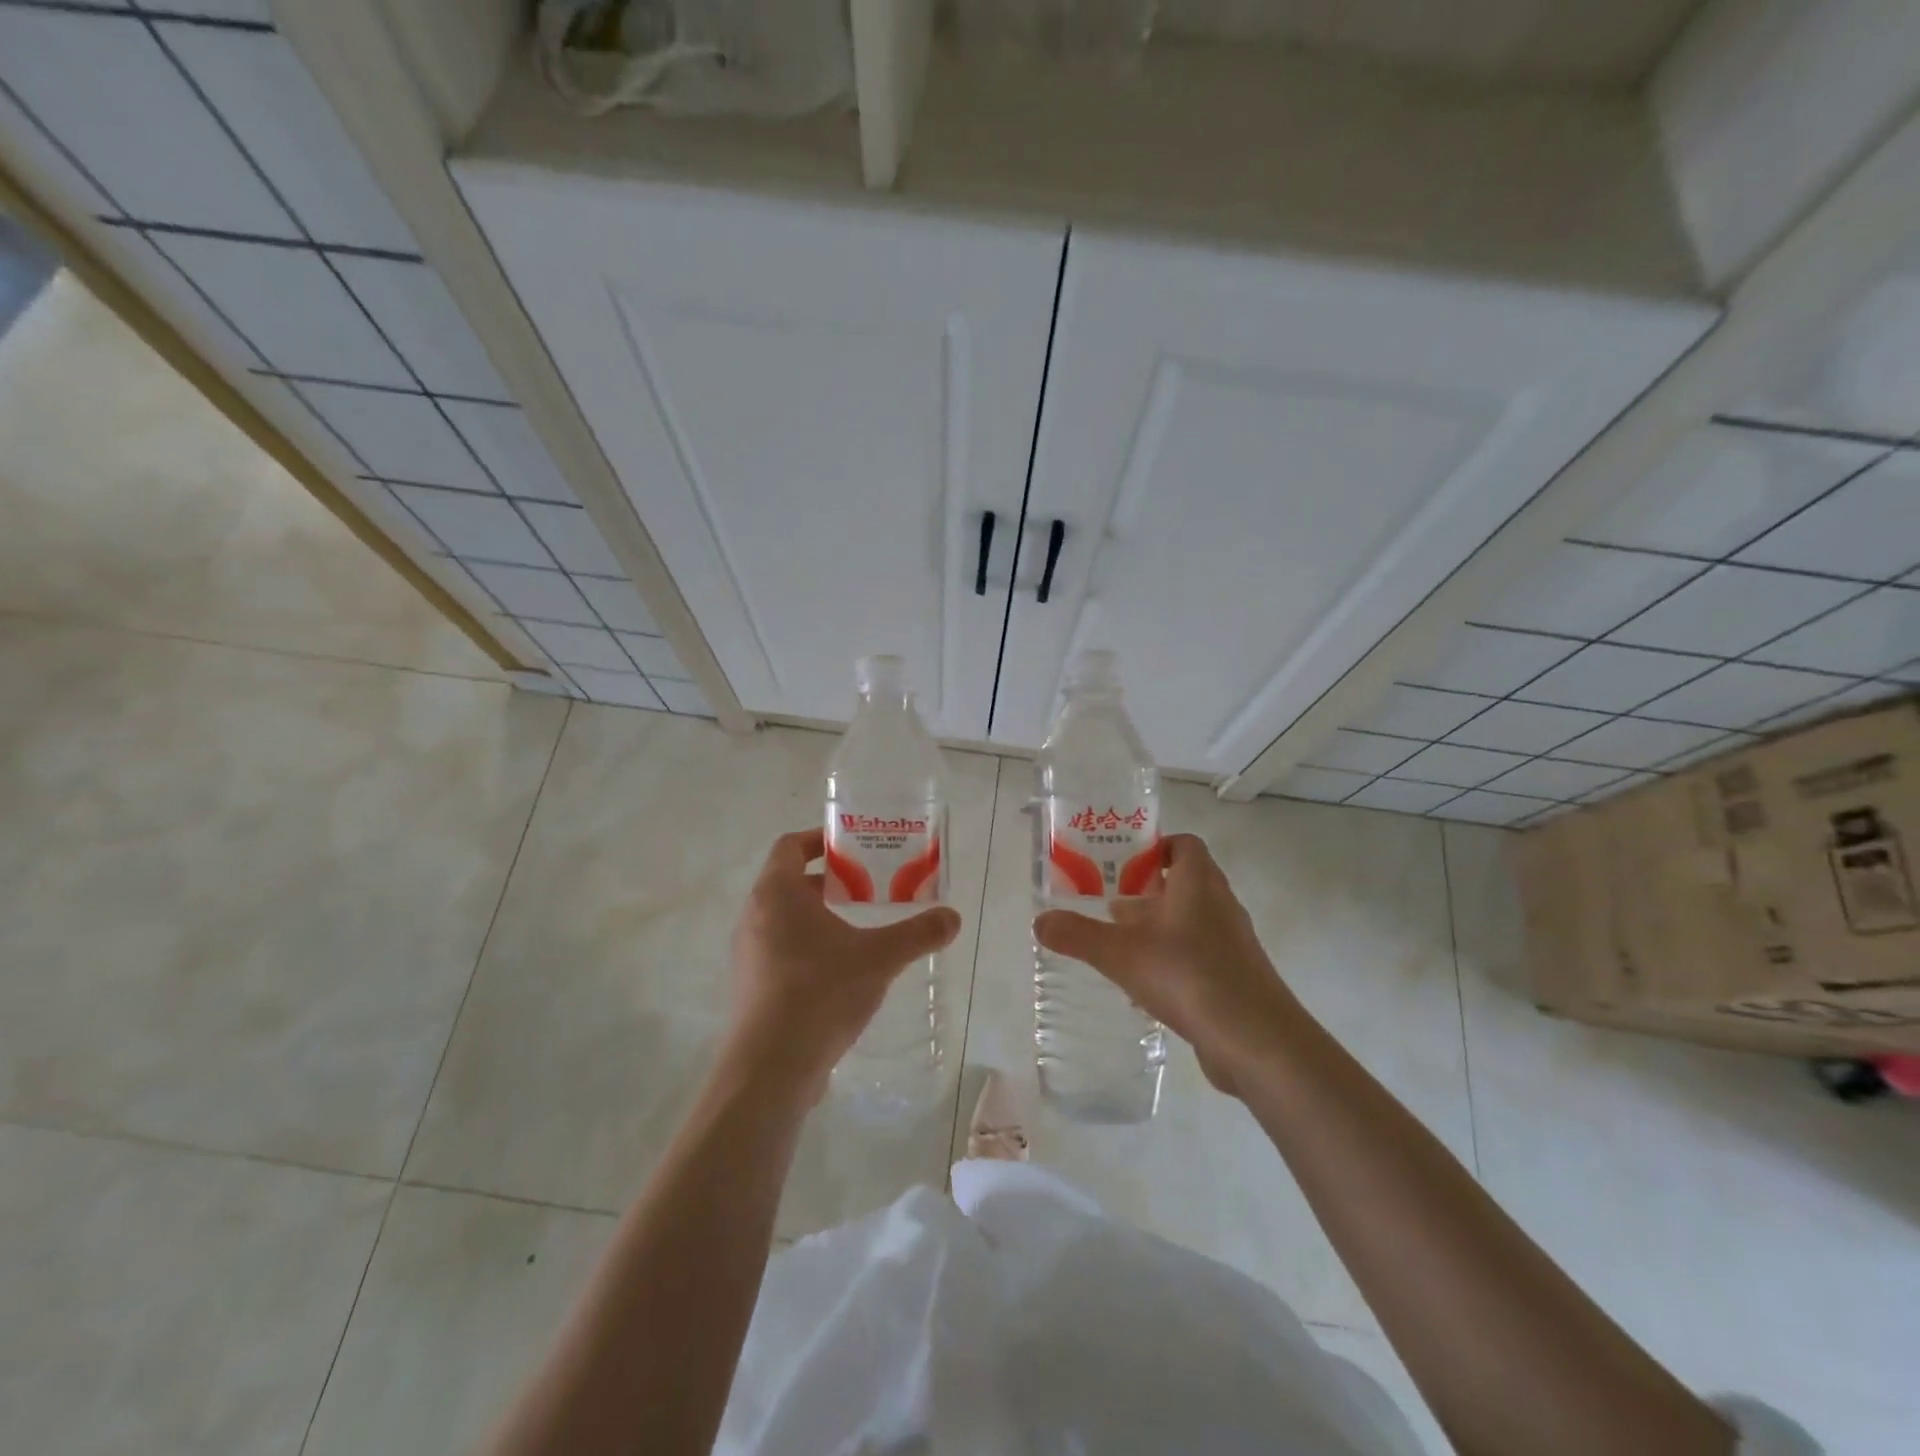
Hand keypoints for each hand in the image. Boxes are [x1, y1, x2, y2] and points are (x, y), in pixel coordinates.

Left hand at [723, 828, 960, 1104]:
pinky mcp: (752, 987)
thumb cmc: (820, 993)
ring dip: (819, 915)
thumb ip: (918, 934)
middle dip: (830, 881)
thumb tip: (953, 918)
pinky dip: (808, 947)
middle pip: (790, 881)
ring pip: (785, 918)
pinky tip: (841, 971)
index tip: (853, 847)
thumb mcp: (879, 958)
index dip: (820, 839)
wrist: (770, 1069)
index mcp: (776, 894)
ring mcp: (748, 954)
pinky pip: (780, 950)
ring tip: (860, 928)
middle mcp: (755, 917)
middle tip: (868, 887)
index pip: (790, 845)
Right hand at [1033, 834, 1299, 1095]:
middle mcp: (1220, 905)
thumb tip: (1038, 921)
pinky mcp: (1237, 978)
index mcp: (1198, 883)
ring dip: (1159, 928)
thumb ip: (1077, 935)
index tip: (1122, 864)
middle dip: (1147, 891)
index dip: (1155, 847)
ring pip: (1191, 921)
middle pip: (1185, 882)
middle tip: (1110, 904)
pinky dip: (1173, 960)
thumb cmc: (1188, 976)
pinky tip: (1146, 987)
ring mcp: (1233, 943)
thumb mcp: (1120, 954)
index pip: (1184, 845)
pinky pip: (1200, 955)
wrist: (1257, 1041)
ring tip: (1121, 946)